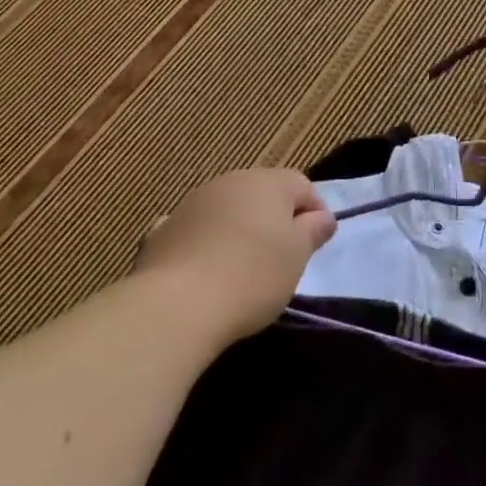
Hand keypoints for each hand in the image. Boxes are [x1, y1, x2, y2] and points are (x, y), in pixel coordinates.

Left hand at [134, 169, 336, 343]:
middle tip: (282, 258)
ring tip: (242, 268)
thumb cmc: (252, 276)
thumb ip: (313, 230)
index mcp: (268, 182)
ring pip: (227, 209)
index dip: (314, 212)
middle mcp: (230, 181)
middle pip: (263, 193)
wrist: (176, 304)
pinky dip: (205, 243)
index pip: (302, 185)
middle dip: (275, 219)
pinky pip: (196, 230)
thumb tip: (322, 216)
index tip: (315, 245)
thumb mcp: (297, 256)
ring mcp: (192, 202)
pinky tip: (204, 271)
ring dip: (238, 229)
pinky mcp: (164, 229)